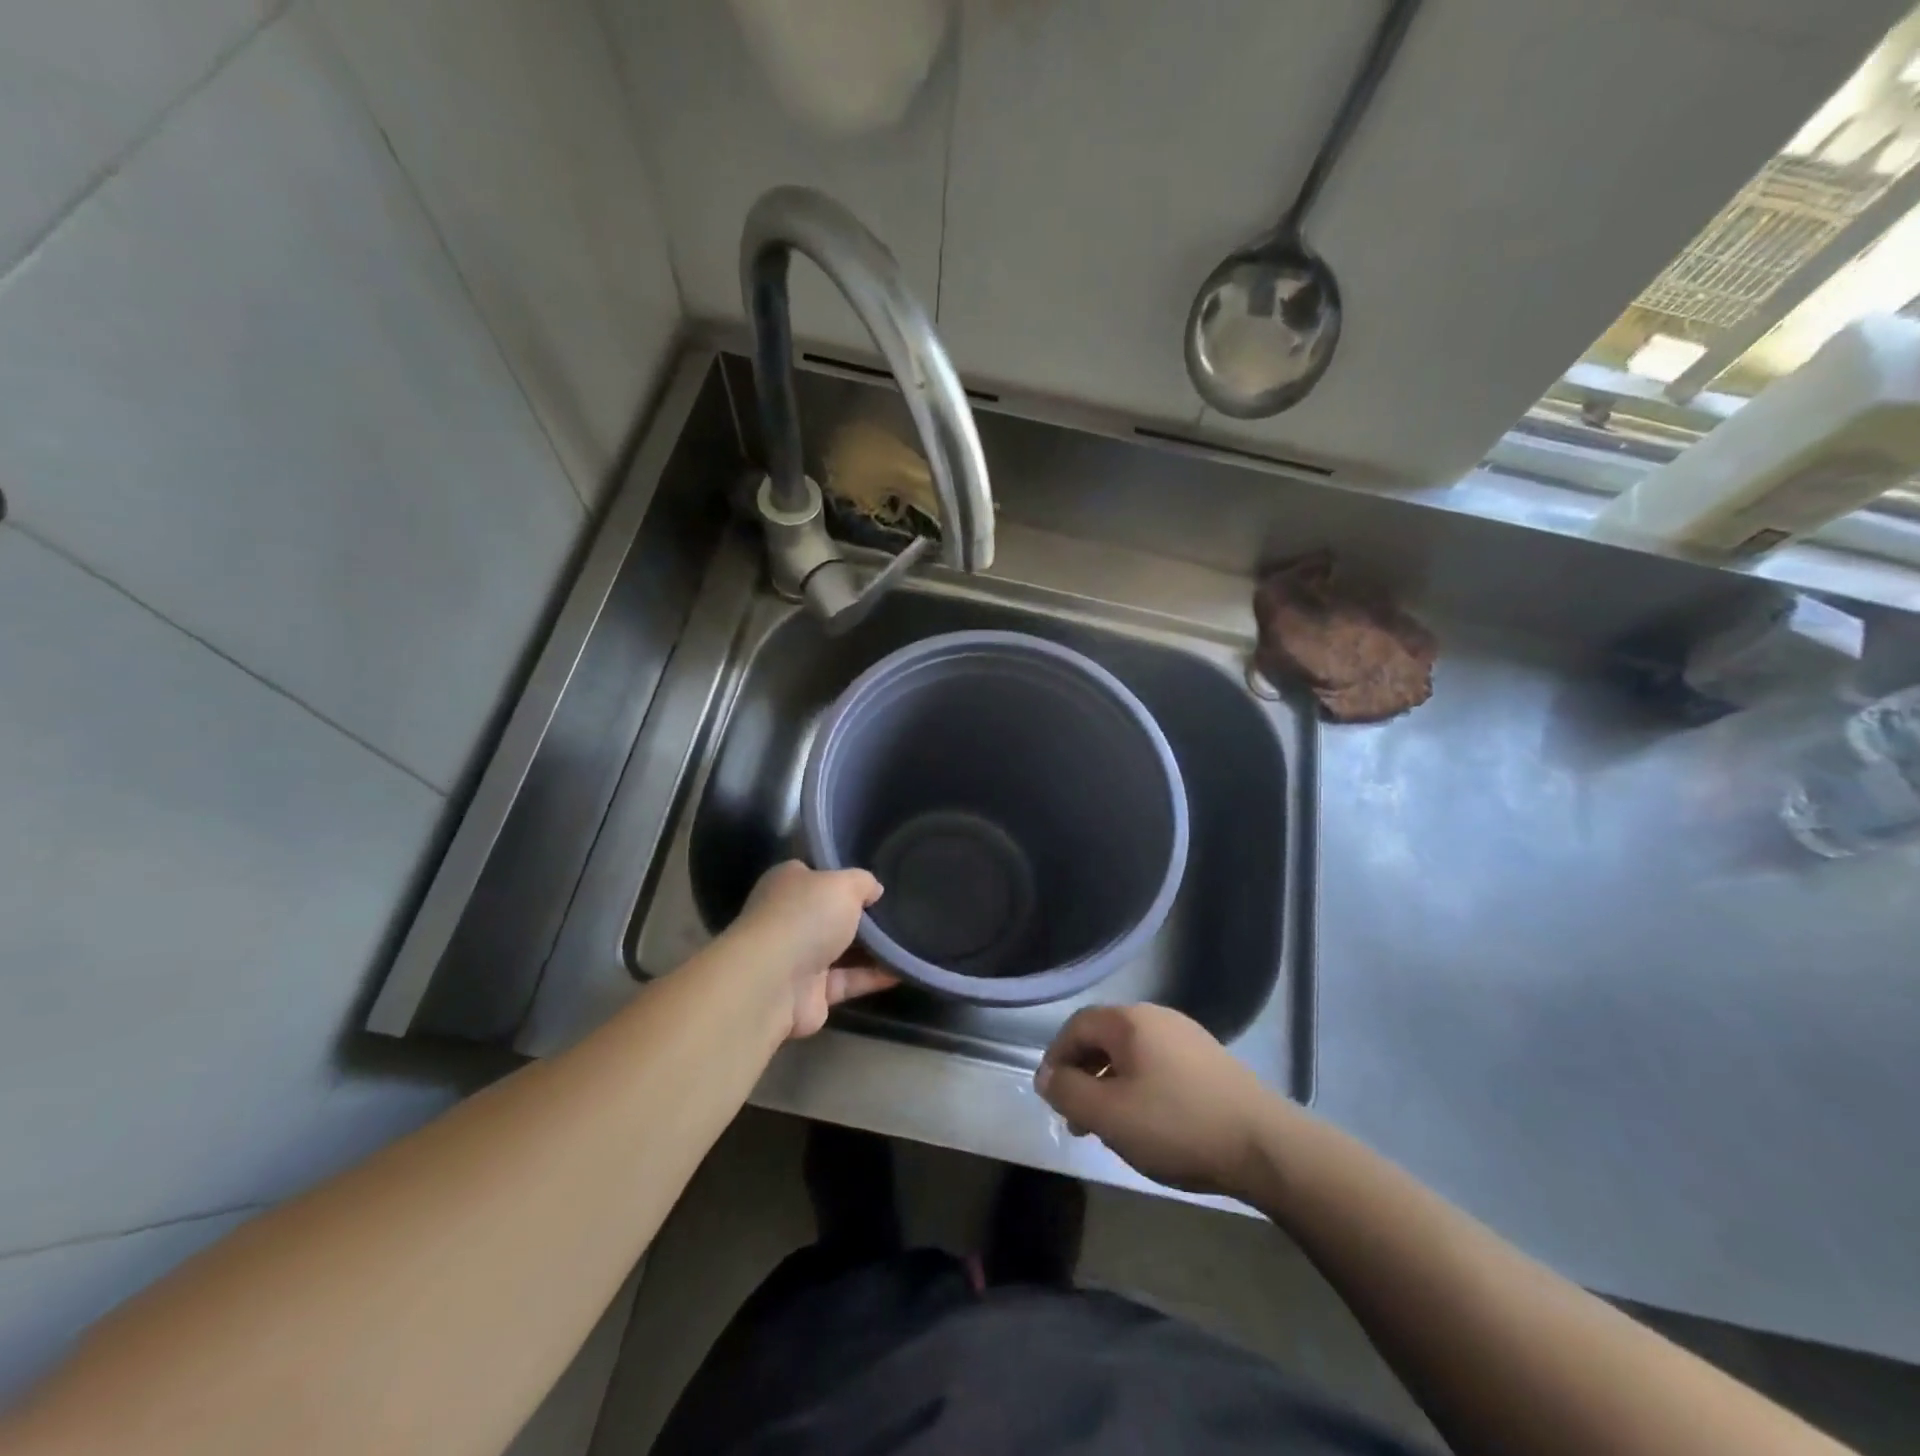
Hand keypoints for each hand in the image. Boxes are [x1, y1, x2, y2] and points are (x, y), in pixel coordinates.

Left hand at [725, 861, 893, 1038]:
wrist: (774, 982)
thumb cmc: (806, 917)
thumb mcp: (843, 884)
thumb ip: (863, 882)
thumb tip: (874, 890)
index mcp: (788, 883)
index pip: (817, 875)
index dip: (844, 876)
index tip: (875, 882)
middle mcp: (790, 918)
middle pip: (831, 913)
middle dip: (862, 915)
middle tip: (900, 910)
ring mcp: (798, 957)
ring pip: (842, 949)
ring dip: (873, 948)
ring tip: (910, 939)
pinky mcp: (811, 992)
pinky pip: (849, 979)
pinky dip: (874, 976)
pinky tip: (904, 969)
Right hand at [1036, 1004, 1280, 1198]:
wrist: (1265, 1146)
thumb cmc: (1177, 1125)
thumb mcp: (1109, 1115)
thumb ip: (1068, 1092)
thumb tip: (1046, 1076)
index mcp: (1130, 1020)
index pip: (1077, 1026)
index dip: (1056, 1058)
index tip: (1051, 1097)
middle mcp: (1157, 1016)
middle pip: (1104, 1037)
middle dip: (1083, 1075)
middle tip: (1077, 1119)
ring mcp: (1187, 1036)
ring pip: (1131, 1053)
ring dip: (1110, 1084)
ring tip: (1110, 1127)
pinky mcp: (1209, 1060)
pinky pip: (1157, 1064)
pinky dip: (1139, 1087)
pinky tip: (1148, 1122)